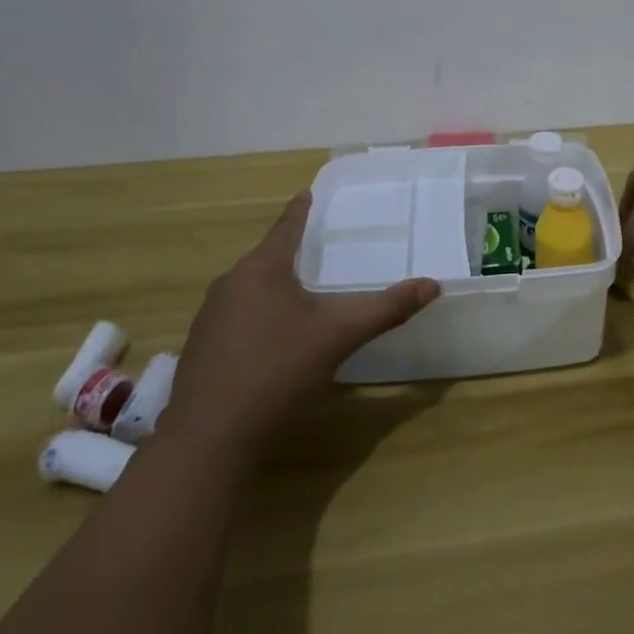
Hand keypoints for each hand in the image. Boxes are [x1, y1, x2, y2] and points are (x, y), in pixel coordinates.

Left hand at [164, 193, 439, 453]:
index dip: (301, 209)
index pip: (286, 225)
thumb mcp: (339, 337)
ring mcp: (209, 317)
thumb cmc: (277, 372)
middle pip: (266, 256)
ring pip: (250, 288)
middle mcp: (230, 283)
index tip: (309, 193)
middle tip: (321, 248)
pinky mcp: (200, 348)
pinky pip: (236, 315)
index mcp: (261, 269)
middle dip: (292, 251)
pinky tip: (273, 338)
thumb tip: (432, 285)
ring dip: (274, 285)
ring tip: (302, 291)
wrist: (208, 439)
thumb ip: (386, 309)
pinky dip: (258, 314)